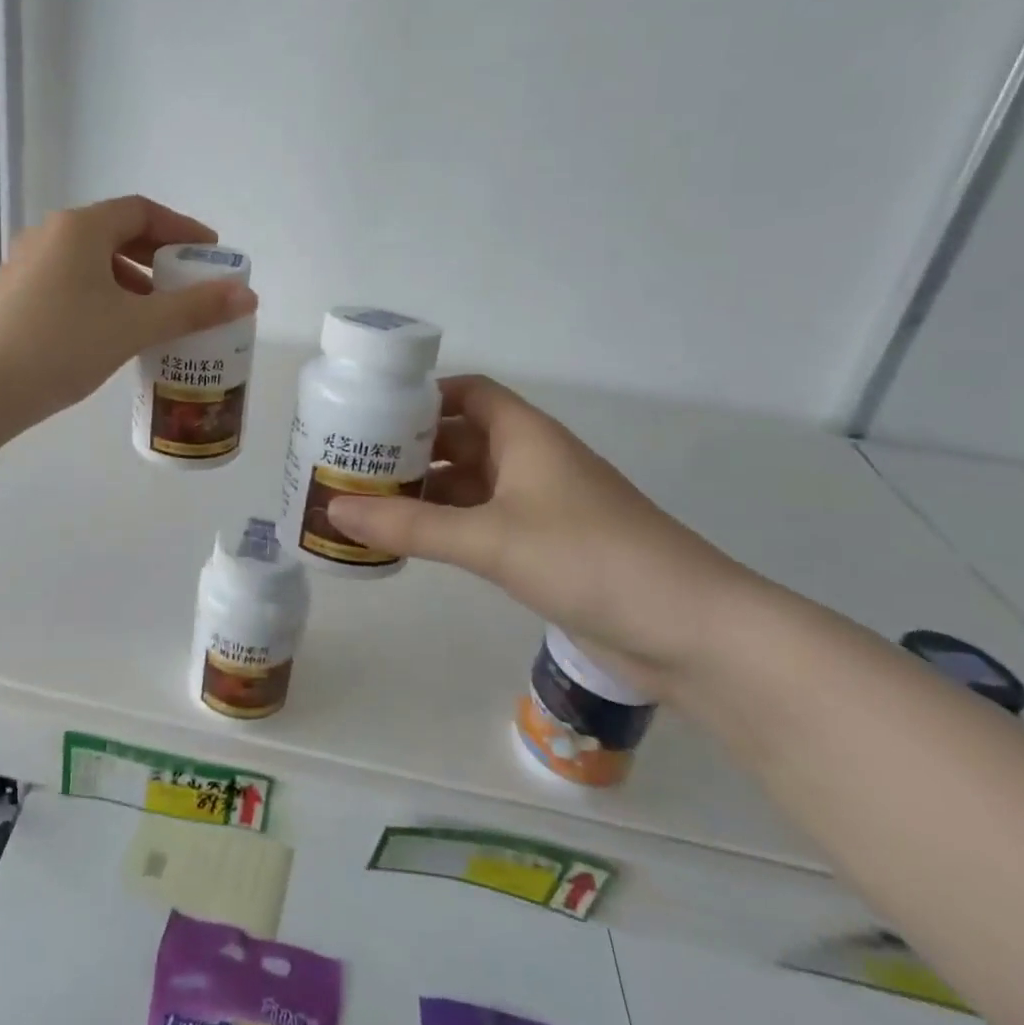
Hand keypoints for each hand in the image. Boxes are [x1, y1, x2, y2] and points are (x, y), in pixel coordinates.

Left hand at [0, 195, 257, 429]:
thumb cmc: (61, 345)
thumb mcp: (134, 326)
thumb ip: (192, 308)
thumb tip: (247, 295)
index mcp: (80, 229)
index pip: (141, 211)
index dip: (181, 229)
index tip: (209, 253)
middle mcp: (49, 236)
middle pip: (115, 234)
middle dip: (157, 258)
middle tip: (187, 285)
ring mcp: (24, 266)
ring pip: (90, 262)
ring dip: (129, 281)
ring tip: (154, 314)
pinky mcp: (11, 297)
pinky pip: (69, 283)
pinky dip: (101, 296)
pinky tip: (111, 332)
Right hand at [325, 376, 760, 698]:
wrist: (690, 631)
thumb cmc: (589, 558)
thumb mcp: (490, 539)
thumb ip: (410, 527)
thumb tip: (334, 512)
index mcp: (525, 435)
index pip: (467, 393)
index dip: (422, 395)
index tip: (370, 409)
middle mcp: (531, 461)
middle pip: (461, 438)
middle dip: (410, 447)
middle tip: (351, 460)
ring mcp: (540, 506)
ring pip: (469, 484)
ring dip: (424, 490)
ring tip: (365, 501)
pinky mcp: (544, 547)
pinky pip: (481, 522)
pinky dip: (446, 525)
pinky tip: (409, 541)